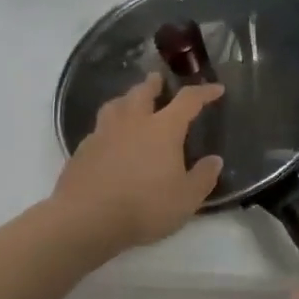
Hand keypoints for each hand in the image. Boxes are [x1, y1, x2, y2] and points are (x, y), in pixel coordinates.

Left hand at [51, 74, 223, 252]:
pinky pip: (98, 129)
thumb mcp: (186, 199)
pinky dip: (108, 127)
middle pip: (143, 93)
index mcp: (163, 129)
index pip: (188, 101)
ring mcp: (103, 134)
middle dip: (153, 84)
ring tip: (129, 102)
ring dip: (126, 99)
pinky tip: (109, 139)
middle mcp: (133, 123)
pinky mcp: (82, 150)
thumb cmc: (144, 206)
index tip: (216, 89)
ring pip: (115, 105)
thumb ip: (203, 177)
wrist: (86, 219)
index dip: (203, 92)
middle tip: (158, 79)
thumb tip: (215, 160)